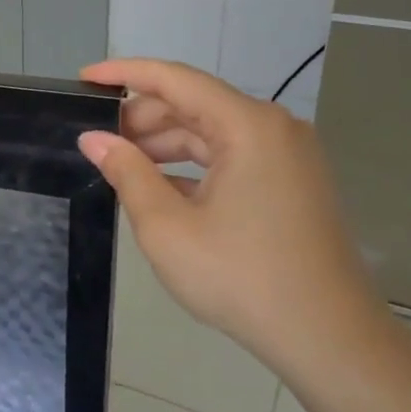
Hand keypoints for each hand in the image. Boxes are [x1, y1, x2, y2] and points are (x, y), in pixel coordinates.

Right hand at [77, 57, 385, 377]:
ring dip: (164, 144)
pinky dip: (191, 166)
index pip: (174, 80)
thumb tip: (94, 138)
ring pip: (211, 132)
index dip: (124, 74)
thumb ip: (127, 172)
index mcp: (247, 126)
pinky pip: (230, 157)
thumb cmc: (241, 277)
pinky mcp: (290, 182)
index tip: (83, 79)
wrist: (327, 337)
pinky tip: (159, 188)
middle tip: (96, 141)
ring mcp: (287, 156)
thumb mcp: (167, 226)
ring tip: (120, 165)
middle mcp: (273, 128)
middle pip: (193, 104)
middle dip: (141, 118)